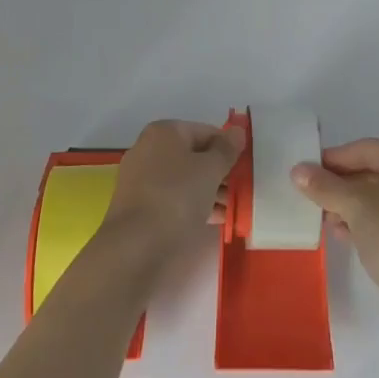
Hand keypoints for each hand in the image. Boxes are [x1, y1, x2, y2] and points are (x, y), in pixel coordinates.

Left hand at [99, 119, 243, 265]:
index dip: (227, 148)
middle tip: (239, 190)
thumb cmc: (176, 197)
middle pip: (193, 155)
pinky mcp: (138, 204)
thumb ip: (226, 150)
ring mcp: (140, 177)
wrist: (135, 246)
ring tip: (229, 209)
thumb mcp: (210, 170)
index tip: (244, 168)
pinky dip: (192, 204)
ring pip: (183, 178)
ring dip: (208, 190)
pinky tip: (212, 219)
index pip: (205, 132)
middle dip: (218, 172)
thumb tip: (237, 131)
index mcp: (164, 132)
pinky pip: (172, 197)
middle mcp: (148, 148)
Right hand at [291, 139, 378, 311]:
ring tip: (325, 218)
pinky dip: (366, 223)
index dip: (335, 158)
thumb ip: (324, 185)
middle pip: (374, 173)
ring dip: (351, 206)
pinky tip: (343, 235)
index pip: (367, 149)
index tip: (307, 170)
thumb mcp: (354, 205)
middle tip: (313, 195)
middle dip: (341, 184)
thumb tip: (298, 171)